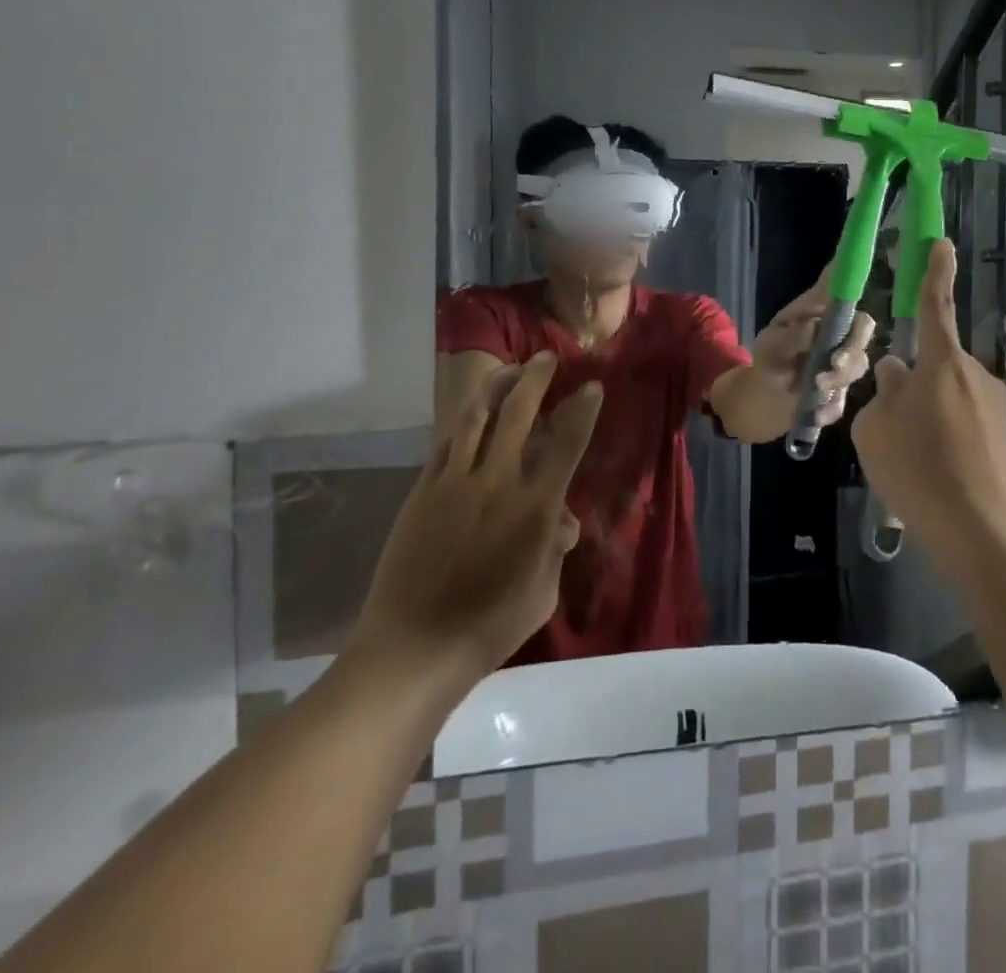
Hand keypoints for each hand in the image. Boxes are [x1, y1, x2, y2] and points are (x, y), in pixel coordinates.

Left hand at [352, 352, 602, 677]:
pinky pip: (446, 443)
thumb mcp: (543, 592)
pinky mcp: (423, 491)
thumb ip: (555, 549)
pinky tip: (472, 413)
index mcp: (535, 507)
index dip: (582, 409)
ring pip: (477, 417)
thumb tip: (560, 521)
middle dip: (536, 378)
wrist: (413, 648)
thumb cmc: (490, 627)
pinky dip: (464, 421)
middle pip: (519, 413)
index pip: (567, 443)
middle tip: (546, 358)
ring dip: (497, 386)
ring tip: (509, 369)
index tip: (592, 386)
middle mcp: (498, 482)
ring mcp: (455, 483)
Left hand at [752, 267, 874, 426]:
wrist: (763, 397)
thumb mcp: (771, 345)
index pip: (844, 294)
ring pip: (859, 365)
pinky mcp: (840, 391)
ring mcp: (843, 363)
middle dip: (854, 346)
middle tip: (836, 361)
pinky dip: (831, 407)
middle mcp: (838, 334)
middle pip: (863, 329)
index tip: (857, 287)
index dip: (854, 284)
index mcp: (821, 314)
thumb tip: (814, 324)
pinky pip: (845, 398)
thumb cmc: (769, 358)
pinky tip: (817, 414)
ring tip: (817, 386)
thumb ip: (792, 336)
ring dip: (841, 377)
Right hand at [850, 241, 1005, 554]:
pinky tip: (935, 478)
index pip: (936, 305)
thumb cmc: (919, 471)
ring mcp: (995, 408)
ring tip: (911, 464)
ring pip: (947, 398)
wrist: (983, 535)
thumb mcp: (876, 430)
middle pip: (934, 365)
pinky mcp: (1005, 438)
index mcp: (942, 363)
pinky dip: (945, 440)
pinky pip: (963, 425)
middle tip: (891, 430)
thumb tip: (897, 377)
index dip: (936, 272)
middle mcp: (975, 376)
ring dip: (927, 417)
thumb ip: (883, 394)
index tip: (942, 242)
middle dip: (911, 385)